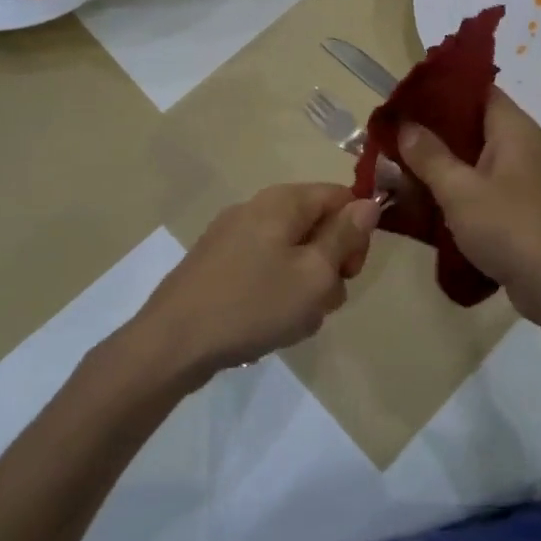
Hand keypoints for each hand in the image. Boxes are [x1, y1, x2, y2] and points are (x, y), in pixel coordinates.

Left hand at [134, 184, 379, 378]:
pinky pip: (264, 269)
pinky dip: (275, 293)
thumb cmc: (253, 305)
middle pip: (316, 226)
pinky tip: (267, 324)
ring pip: (292, 253)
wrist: (171, 343)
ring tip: (292, 321)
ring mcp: (232, 236)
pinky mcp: (217, 264)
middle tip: (322, 302)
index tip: (350, 272)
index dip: (356, 233)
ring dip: (304, 285)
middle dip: (330, 265)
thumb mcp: (314, 274)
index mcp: (283, 201)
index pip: (341, 197)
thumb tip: (368, 203)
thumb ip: (345, 236)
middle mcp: (257, 208)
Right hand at [397, 90, 540, 315]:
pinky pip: (476, 185)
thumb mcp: (460, 189)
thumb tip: (405, 125)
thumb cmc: (510, 227)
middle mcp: (518, 145)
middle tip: (390, 135)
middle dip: (430, 130)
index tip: (403, 97)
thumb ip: (430, 155)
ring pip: (470, 157)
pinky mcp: (513, 206)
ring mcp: (517, 177)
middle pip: (469, 123)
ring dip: (437, 162)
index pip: (476, 89)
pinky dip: (451, 187)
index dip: (440, 89)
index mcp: (511, 128)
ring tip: (395, 166)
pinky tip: (421, 199)